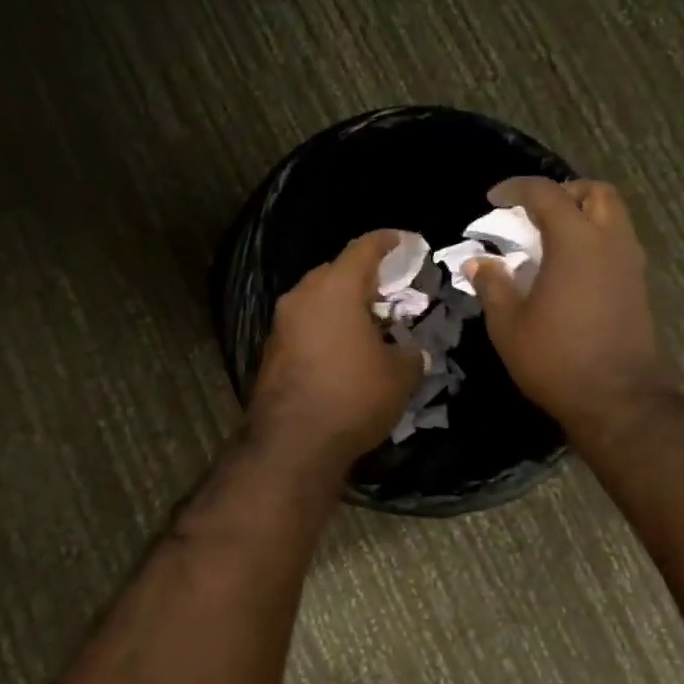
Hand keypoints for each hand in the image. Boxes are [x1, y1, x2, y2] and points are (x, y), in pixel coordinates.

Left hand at [248, 230, 423, 473]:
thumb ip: (411, 352)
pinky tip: (345, 348)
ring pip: (317, 298)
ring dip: (343, 303)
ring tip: (370, 321)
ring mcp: (282, 323)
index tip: (405, 240)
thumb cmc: (353, 397)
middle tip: (390, 290)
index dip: (388, 241)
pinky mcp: (272, 349)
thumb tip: (412, 350)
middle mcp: (303, 296)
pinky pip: (305, 323)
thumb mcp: (400, 375)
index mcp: (336, 288)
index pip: (363, 248)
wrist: (292, 443)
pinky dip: (326, 325)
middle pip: (336, 271)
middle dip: (364, 276)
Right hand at [467, 178, 676, 437]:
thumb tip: (478, 262)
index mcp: (576, 241)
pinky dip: (594, 240)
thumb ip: (493, 285)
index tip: (493, 199)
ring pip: (613, 217)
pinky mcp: (638, 287)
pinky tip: (569, 268)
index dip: (517, 189)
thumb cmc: (556, 358)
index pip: (547, 193)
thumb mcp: (508, 324)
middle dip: (564, 192)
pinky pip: (617, 243)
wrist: (618, 400)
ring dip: (583, 215)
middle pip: (596, 192)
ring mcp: (630, 264)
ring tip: (550, 239)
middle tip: (534, 212)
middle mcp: (610, 242)